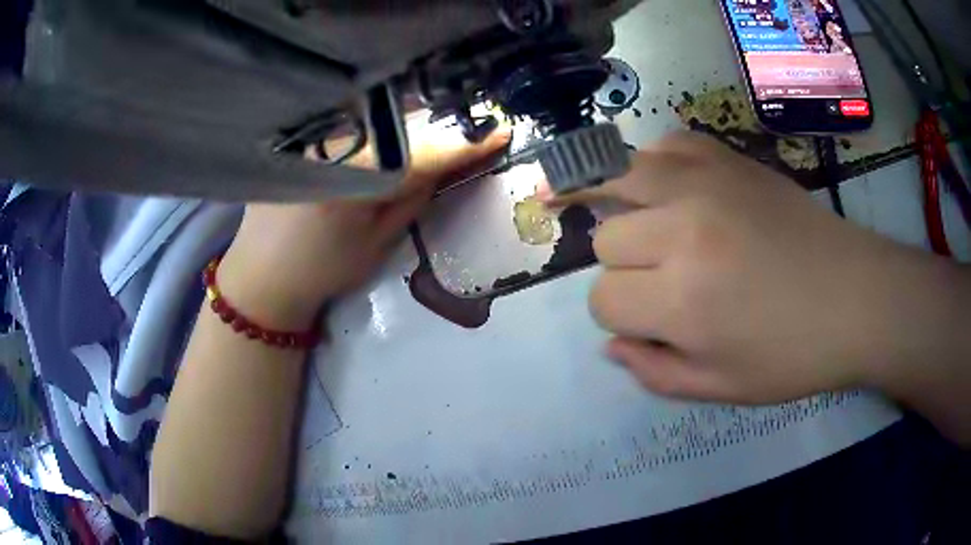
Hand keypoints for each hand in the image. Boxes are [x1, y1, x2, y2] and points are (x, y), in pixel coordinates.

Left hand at [218, 127, 511, 328]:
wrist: (262, 274)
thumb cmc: (322, 269)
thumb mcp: (377, 245)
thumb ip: (413, 199)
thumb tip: (445, 165)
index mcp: (355, 179)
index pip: (424, 152)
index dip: (464, 142)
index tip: (501, 131)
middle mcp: (335, 146)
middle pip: (402, 124)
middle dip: (442, 123)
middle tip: (476, 126)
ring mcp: (316, 137)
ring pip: (378, 118)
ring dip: (413, 119)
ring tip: (440, 125)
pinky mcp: (303, 137)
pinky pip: (354, 120)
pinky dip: (382, 122)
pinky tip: (396, 127)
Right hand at [558, 132, 966, 404]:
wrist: (856, 297)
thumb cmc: (793, 355)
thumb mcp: (721, 388)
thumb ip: (654, 372)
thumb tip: (611, 344)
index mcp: (684, 301)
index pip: (603, 299)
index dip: (620, 316)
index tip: (649, 322)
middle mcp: (684, 230)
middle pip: (607, 238)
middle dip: (623, 266)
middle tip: (660, 278)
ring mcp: (706, 182)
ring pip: (618, 178)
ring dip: (616, 203)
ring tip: (620, 214)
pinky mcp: (728, 157)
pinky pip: (665, 144)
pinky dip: (656, 165)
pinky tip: (668, 185)